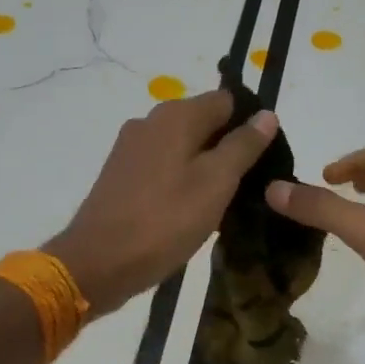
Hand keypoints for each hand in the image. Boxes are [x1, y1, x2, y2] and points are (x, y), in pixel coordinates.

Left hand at [46, 91, 277, 315]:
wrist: (98, 263)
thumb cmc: (165, 220)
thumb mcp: (216, 183)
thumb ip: (243, 146)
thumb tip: (266, 115)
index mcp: (175, 115)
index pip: (227, 101)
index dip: (250, 125)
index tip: (265, 159)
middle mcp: (150, 121)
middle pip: (204, 123)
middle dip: (228, 148)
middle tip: (248, 186)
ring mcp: (131, 148)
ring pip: (183, 147)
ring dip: (205, 168)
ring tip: (222, 204)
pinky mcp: (120, 175)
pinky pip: (163, 167)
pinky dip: (181, 181)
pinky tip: (190, 211)